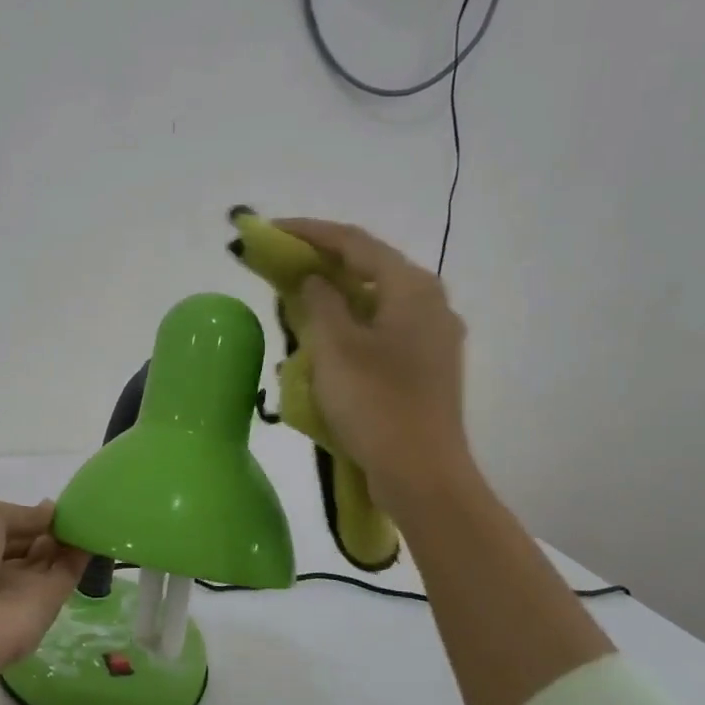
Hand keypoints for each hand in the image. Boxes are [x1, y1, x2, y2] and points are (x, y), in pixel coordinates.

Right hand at [277, 218, 471, 499]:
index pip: (355, 242)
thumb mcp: (335, 348)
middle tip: (283, 262)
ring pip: (376, 300)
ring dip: (336, 295)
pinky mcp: (427, 365)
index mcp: (412, 288)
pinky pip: (383, 329)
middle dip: (324, 261)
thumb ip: (320, 303)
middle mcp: (430, 303)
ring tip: (298, 297)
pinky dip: (351, 324)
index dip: (310, 232)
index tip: (272, 229)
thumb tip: (315, 280)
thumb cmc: (375, 404)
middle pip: (370, 267)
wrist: (422, 474)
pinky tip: (325, 340)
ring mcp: (433, 336)